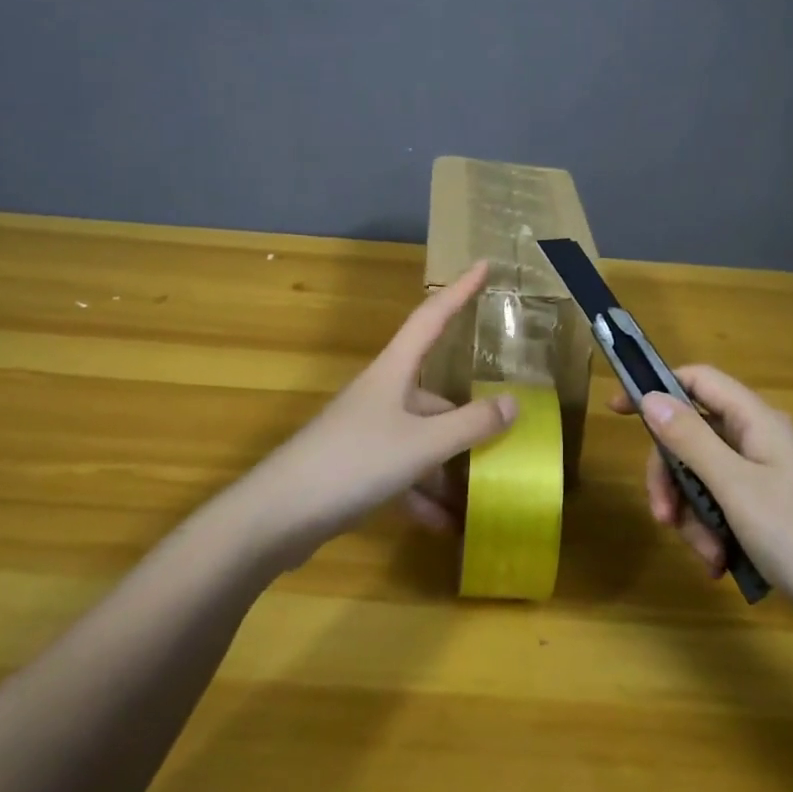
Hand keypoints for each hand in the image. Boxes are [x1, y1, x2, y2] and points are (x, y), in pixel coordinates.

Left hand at [244, 261, 517, 561]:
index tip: (484, 264)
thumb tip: (513, 403)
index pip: (432, 316)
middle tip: (506, 437)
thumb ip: (470, 424)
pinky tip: (446, 527)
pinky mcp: (356, 467)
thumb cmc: (354, 462)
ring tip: (482, 497)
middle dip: (468, 420)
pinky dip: (424, 496)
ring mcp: (367, 432)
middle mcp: (382, 394)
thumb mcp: (422, 444)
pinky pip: (403, 473)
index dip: (460, 290)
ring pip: (422, 440)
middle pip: (436, 395)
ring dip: (449, 469)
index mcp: (394, 372)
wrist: (278, 516)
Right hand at [611, 366, 792, 610]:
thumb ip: (690, 440)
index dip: (657, 388)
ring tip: (707, 558)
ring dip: (692, 516)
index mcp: (755, 421)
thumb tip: (650, 397)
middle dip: (672, 478)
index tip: (618, 410)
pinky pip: (723, 506)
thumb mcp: (734, 487)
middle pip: (692, 437)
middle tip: (662, 518)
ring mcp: (765, 475)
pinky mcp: (770, 509)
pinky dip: (713, 531)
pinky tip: (719, 564)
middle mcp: (758, 440)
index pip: (697, 381)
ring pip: (704, 477)